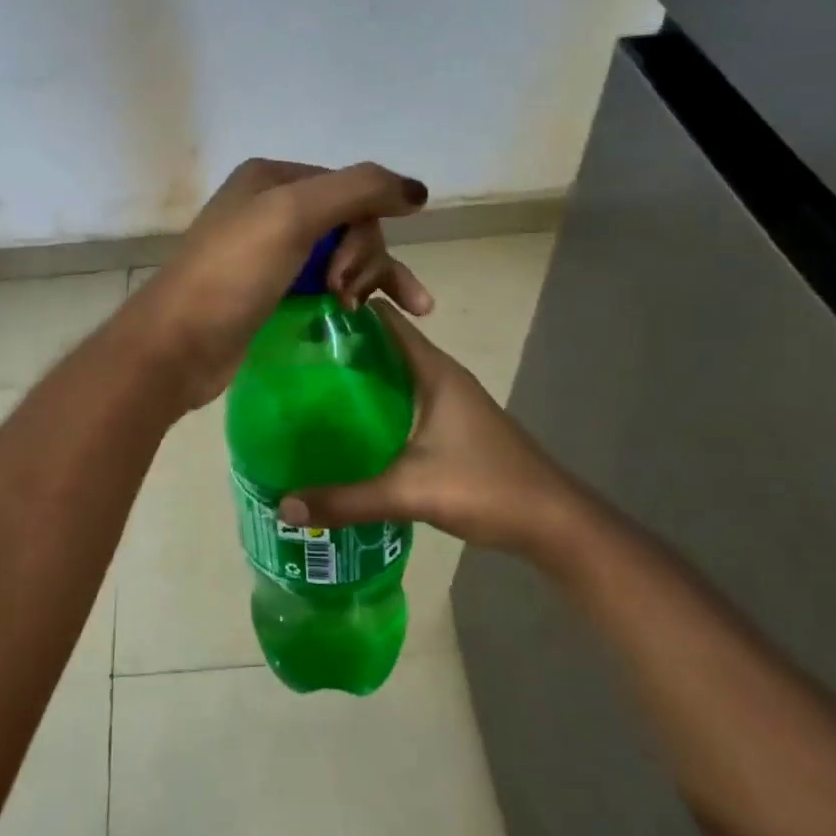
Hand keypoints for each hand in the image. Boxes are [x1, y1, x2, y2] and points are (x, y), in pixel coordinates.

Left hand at [128, 158, 432, 407]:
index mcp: (272, 178)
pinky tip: (368, 316)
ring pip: (342, 255)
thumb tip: (418, 191)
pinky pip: (324, 285)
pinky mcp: (271, 293)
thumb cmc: (232, 273)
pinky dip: (351, 296)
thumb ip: (360, 190)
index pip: (350, 189)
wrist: (177, 345)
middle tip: (345, 295)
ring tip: (386, 310)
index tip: (347, 271)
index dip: (364, 227)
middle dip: (362, 258)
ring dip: (370, 278)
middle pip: (349, 223)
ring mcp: (270, 253)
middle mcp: (271, 208)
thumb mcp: (293, 215)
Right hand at [276, 301, 569, 555]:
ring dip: (358, 380)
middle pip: (385, 348)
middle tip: (290, 360)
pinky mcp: (451, 429)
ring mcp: (450, 403)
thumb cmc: (485, 487)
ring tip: (308, 391)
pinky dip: (375, 407)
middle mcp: (442, 378)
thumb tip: (283, 504)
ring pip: (395, 378)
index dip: (345, 314)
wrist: (552, 522)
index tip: (300, 318)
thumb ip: (345, 500)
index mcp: (434, 372)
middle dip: (341, 350)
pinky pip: (404, 404)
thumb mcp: (409, 492)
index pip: (385, 322)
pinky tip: (348, 429)